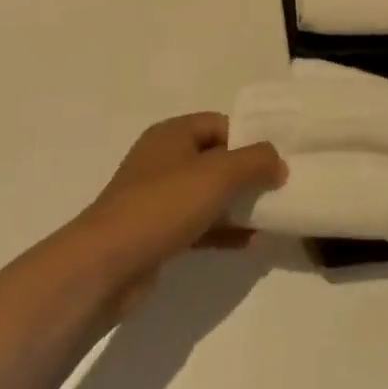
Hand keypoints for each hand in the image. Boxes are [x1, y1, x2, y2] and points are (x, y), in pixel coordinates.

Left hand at [74, 113, 285, 311]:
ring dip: (238, 203)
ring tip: (272, 215)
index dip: (249, 138)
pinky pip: (199, 224)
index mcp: (172, 134)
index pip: (219, 124)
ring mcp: (158, 198)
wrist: (107, 264)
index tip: (278, 159)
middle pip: (215, 159)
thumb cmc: (163, 205)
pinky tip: (251, 242)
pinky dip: (223, 230)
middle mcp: (163, 160)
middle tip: (280, 188)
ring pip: (208, 193)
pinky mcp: (157, 232)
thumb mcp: (217, 175)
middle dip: (247, 173)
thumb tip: (278, 160)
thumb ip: (254, 161)